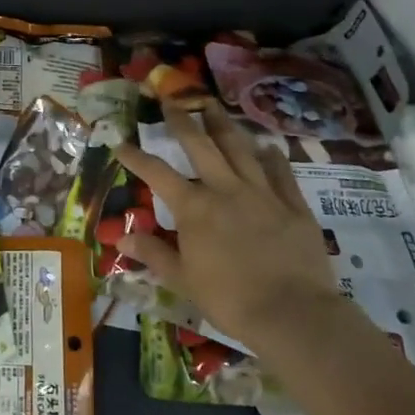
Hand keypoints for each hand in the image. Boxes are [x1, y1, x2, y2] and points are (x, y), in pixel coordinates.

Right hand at [114, 100, 342, 350]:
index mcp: (194, 207)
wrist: (292, 314)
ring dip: (224, 125)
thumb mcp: (183, 280)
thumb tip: (121, 238)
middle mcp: (226, 189)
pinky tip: (267, 146)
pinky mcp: (293, 204)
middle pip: (201, 145)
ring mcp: (262, 193)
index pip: (157, 173)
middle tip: (171, 100)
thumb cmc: (230, 299)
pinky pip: (281, 172)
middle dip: (182, 120)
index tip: (121, 143)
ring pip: (240, 149)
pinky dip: (272, 156)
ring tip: (213, 106)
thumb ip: (153, 253)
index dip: (136, 157)